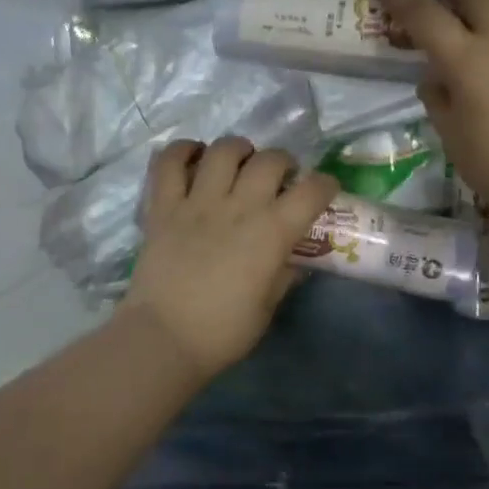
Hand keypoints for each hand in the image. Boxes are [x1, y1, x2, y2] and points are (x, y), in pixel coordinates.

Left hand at [119, 137, 338, 381]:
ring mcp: (198, 202)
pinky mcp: (163, 207)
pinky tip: (194, 156)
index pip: (311, 191)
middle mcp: (239, 207)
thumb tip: (293, 261)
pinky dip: (182, 151)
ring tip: (239, 160)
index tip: (324, 189)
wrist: (164, 338)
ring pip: (223, 150)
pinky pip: (169, 163)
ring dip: (238, 149)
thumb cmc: (223, 331)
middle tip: (279, 177)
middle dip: (283, 161)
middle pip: (269, 160)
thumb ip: (283, 276)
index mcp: (272, 232)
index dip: (324, 184)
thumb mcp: (267, 307)